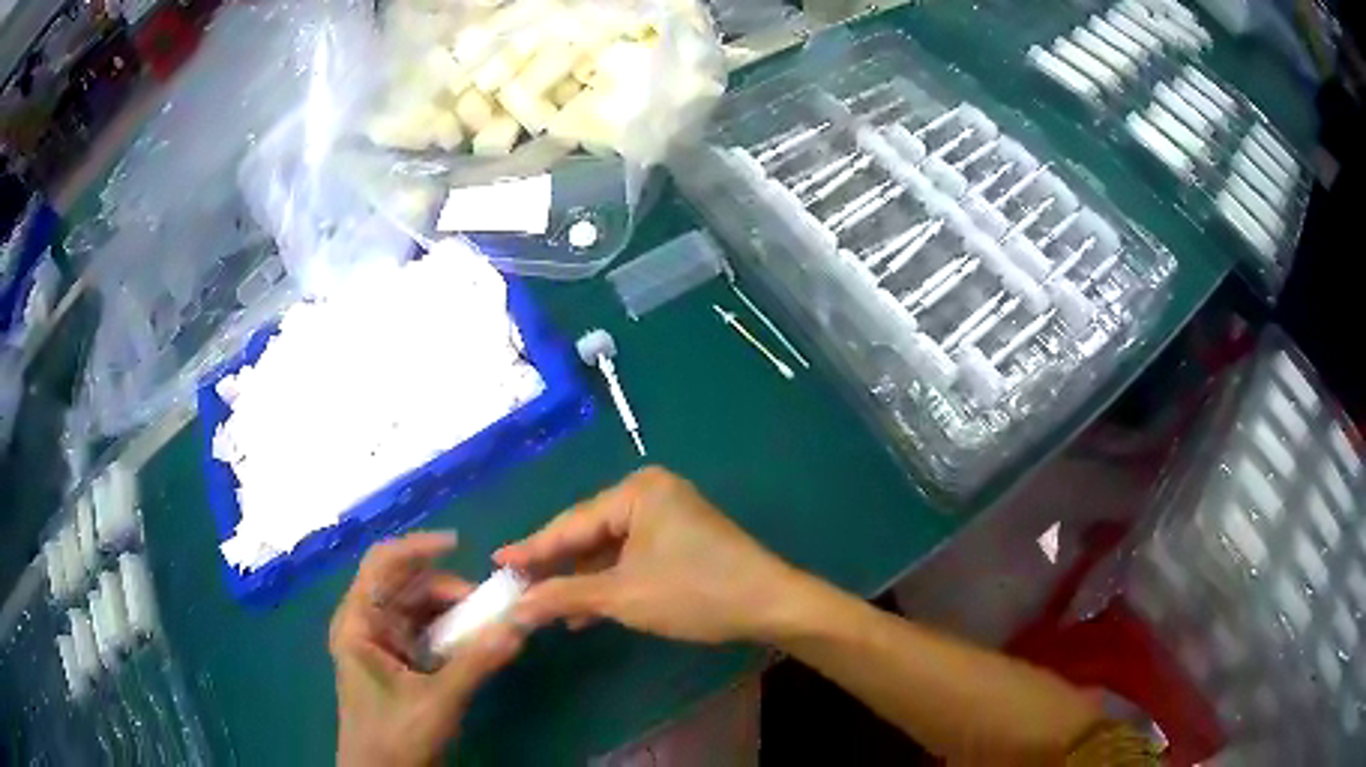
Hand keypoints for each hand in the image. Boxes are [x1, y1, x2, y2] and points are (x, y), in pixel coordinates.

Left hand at [330, 532, 523, 766]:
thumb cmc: (395, 737)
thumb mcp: (438, 701)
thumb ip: (477, 663)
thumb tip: (519, 626)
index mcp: (358, 623)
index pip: (381, 564)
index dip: (417, 547)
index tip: (460, 544)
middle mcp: (365, 624)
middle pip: (405, 586)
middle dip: (446, 588)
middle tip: (488, 604)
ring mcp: (379, 644)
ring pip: (417, 610)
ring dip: (451, 612)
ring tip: (486, 626)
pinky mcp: (395, 663)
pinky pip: (423, 633)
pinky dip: (448, 633)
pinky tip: (472, 645)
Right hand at [496, 467, 799, 644]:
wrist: (770, 606)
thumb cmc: (694, 592)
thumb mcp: (622, 596)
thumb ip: (563, 596)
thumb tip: (515, 608)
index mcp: (636, 492)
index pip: (570, 523)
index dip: (531, 548)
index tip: (496, 563)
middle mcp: (650, 494)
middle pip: (588, 534)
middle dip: (556, 567)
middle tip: (517, 588)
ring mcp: (667, 517)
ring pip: (609, 550)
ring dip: (581, 580)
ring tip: (544, 606)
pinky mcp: (679, 540)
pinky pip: (631, 558)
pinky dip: (609, 583)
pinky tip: (583, 611)